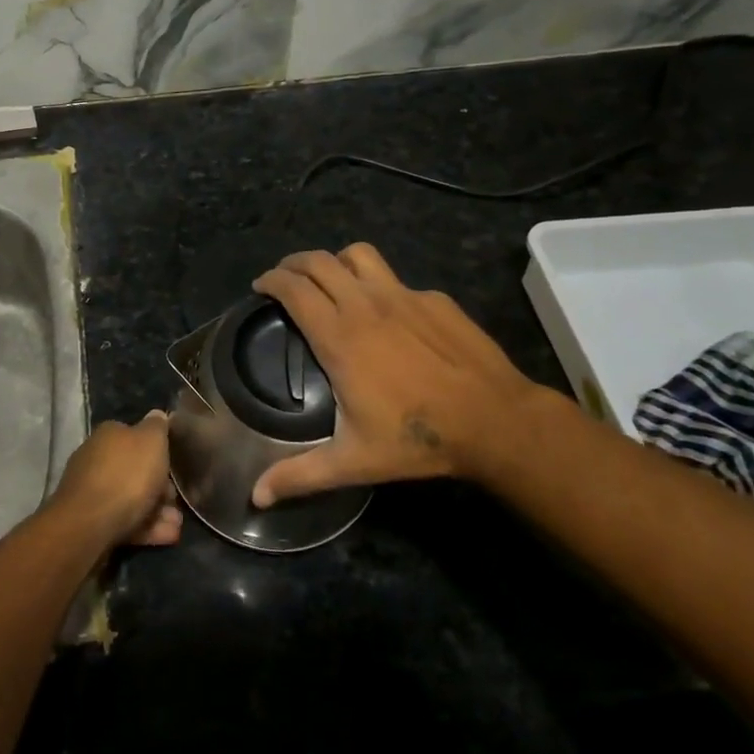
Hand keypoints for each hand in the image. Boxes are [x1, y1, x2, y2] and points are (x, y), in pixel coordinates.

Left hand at [48, 411, 183, 547]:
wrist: (89, 525)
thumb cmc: (126, 475)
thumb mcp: (151, 441)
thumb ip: (157, 427)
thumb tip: (157, 414)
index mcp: (108, 435)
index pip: (135, 436)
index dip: (157, 451)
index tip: (174, 465)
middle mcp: (96, 459)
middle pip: (134, 470)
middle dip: (159, 486)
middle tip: (177, 499)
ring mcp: (92, 492)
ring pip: (131, 499)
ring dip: (157, 510)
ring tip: (178, 524)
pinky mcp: (92, 522)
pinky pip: (125, 521)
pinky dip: (147, 528)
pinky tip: (168, 536)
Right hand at [250, 244, 570, 506]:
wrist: (496, 420)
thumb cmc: (418, 438)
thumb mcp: (353, 462)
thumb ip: (300, 476)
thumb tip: (257, 498)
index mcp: (338, 336)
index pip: (293, 288)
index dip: (271, 280)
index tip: (260, 286)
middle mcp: (365, 304)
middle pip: (319, 261)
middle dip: (293, 263)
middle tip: (284, 278)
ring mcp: (403, 295)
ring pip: (358, 255)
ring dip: (335, 260)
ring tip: (330, 279)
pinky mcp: (434, 299)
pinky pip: (395, 279)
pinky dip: (378, 285)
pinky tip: (386, 313)